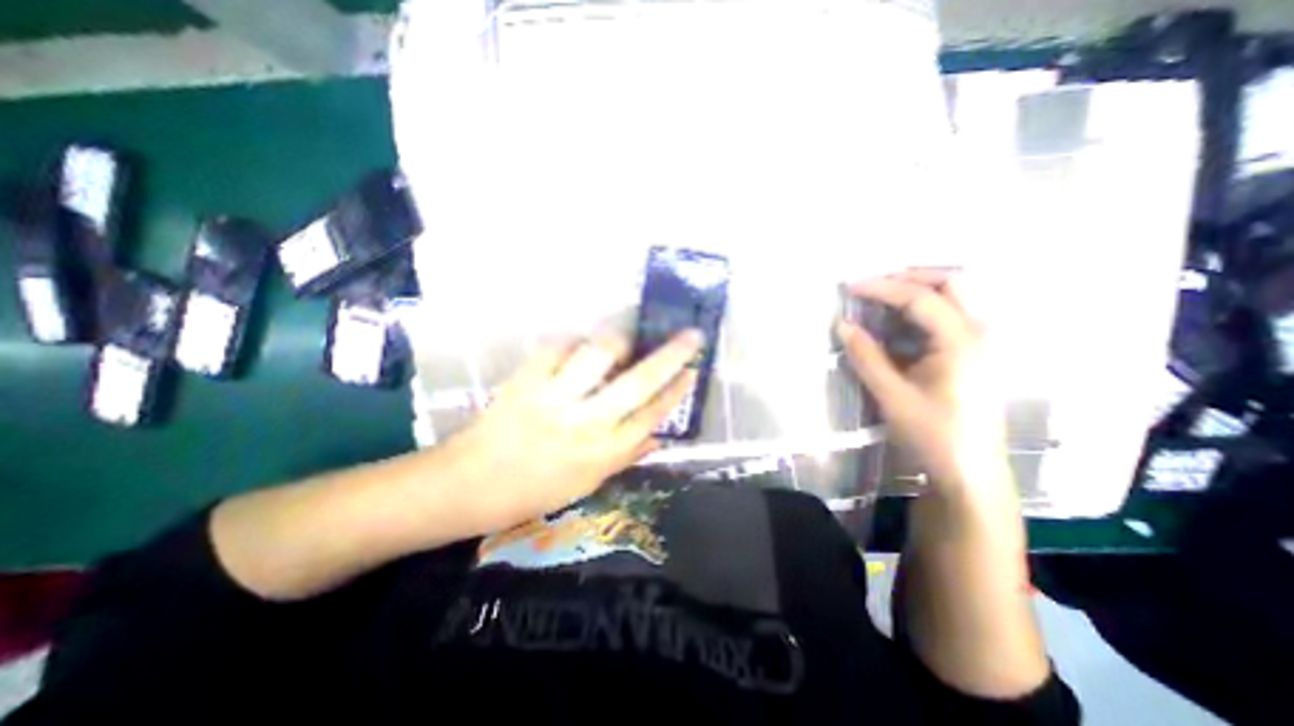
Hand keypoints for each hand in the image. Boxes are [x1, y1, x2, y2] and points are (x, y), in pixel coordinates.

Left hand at [434, 330, 702, 533]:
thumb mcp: (586, 484)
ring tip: (621, 344)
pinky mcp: (527, 380)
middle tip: (691, 335)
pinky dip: (573, 342)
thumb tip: (658, 434)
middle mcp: (586, 423)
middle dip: (671, 355)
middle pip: (639, 382)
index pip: (652, 415)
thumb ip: (624, 456)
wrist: (468, 485)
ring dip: (617, 342)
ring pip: (599, 354)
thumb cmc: (533, 491)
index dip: (677, 391)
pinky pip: (559, 346)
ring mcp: (555, 398)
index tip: (693, 370)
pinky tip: (576, 350)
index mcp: (602, 453)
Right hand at [841, 268, 1010, 495]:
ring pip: (953, 298)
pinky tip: (896, 328)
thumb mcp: (891, 395)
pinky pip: (948, 318)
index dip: (882, 288)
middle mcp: (978, 333)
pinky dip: (920, 313)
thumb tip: (842, 325)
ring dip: (916, 292)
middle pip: (951, 283)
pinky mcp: (973, 355)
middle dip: (909, 277)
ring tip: (879, 301)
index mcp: (961, 342)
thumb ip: (865, 356)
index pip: (920, 298)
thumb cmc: (932, 434)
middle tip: (872, 285)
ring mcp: (980, 343)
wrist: (970, 472)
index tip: (850, 288)